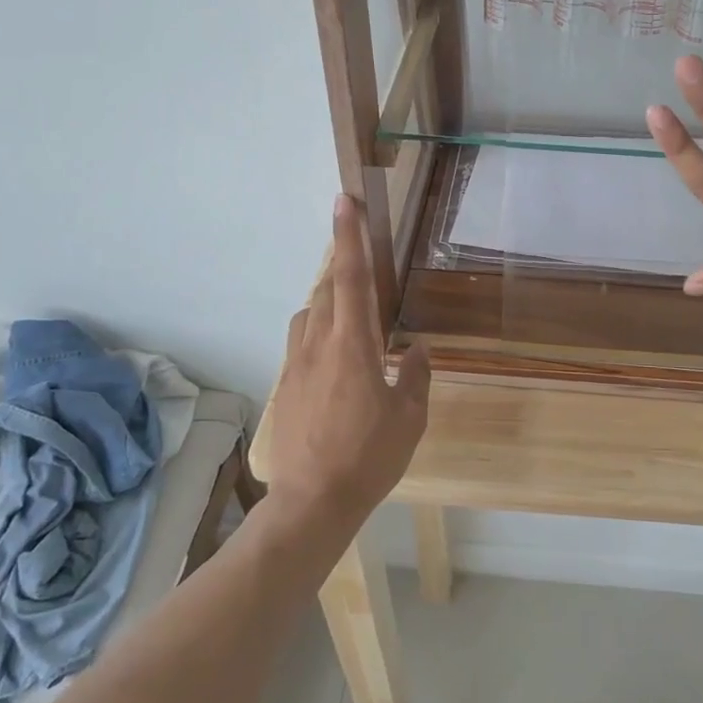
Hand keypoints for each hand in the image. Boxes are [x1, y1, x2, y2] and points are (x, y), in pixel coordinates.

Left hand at [262, 195, 431, 527]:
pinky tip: (337, 364)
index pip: (350, 276)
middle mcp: (319, 344)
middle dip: (342, 270)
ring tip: (354, 323)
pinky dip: (319, 334)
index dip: (349, 235)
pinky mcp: (285, 384)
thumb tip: (417, 349)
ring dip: (329, 304)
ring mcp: (296, 364)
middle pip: (326, 289)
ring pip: (309, 313)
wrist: (312, 502)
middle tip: (364, 272)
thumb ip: (415, 376)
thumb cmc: (369, 457)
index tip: (344, 200)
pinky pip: (302, 342)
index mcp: (353, 344)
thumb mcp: (409, 419)